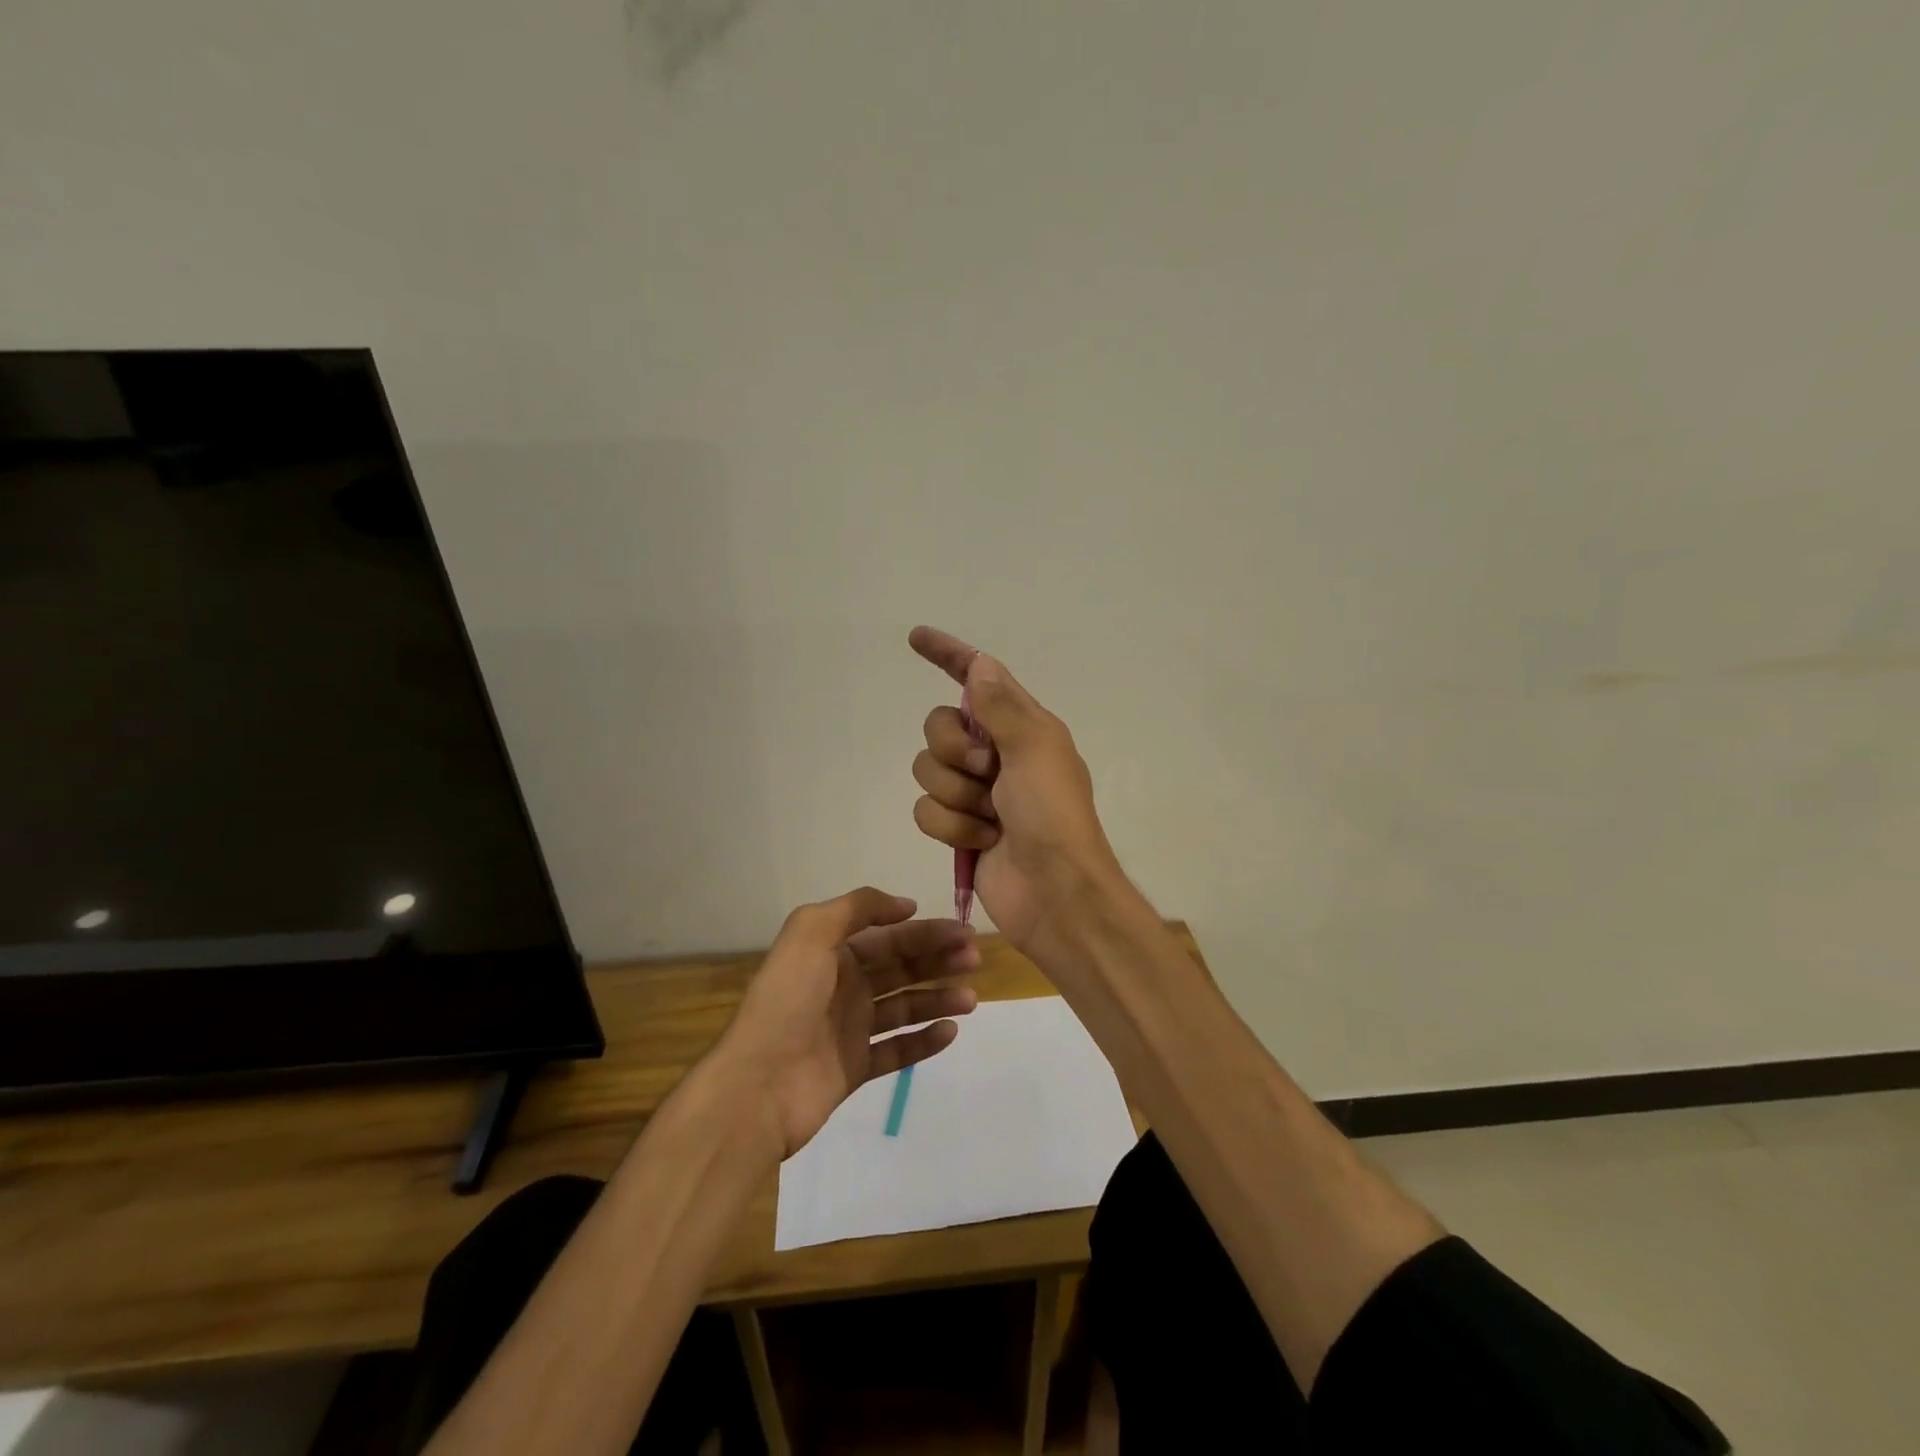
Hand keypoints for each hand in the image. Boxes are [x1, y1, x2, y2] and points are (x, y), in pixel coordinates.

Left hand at [717, 887, 979, 1159]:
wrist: (757, 1085)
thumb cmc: (787, 1001)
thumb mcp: (811, 932)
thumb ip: (858, 907)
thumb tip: (905, 905)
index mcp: (832, 953)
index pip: (889, 936)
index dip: (926, 931)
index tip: (963, 931)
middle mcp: (843, 986)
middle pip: (901, 967)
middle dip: (938, 960)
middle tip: (974, 960)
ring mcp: (850, 1029)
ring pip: (904, 1007)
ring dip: (938, 999)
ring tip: (970, 1000)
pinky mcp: (855, 1068)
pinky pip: (897, 1049)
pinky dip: (923, 1040)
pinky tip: (949, 1032)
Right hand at [909, 627, 1127, 959]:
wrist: (1055, 892)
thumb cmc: (1053, 814)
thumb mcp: (1035, 749)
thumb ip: (1001, 706)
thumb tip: (980, 664)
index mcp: (1021, 726)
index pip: (977, 679)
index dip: (949, 655)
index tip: (916, 638)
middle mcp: (995, 753)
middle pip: (938, 728)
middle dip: (954, 752)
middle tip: (987, 773)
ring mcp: (975, 792)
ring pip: (927, 771)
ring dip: (957, 797)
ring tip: (992, 818)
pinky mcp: (959, 827)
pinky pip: (926, 811)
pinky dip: (953, 828)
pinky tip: (983, 841)